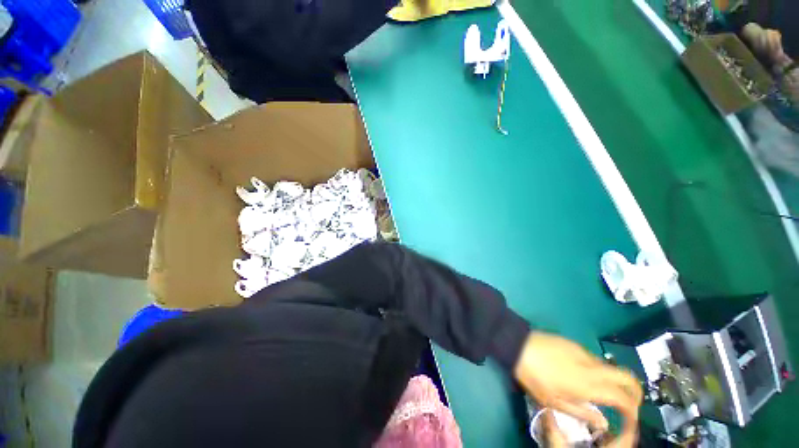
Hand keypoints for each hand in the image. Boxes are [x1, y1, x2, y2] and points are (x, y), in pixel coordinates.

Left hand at [514, 332, 642, 446]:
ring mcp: (583, 352)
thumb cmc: (534, 376)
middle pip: (628, 377)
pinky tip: (582, 375)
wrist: (517, 344)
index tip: (630, 421)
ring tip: (602, 392)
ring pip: (611, 367)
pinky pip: (594, 359)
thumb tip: (604, 423)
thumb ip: (582, 413)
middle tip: (627, 405)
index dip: (633, 412)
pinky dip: (598, 370)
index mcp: (589, 385)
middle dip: (635, 392)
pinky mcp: (573, 343)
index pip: (625, 399)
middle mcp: (592, 367)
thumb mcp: (554, 402)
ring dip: (614, 381)